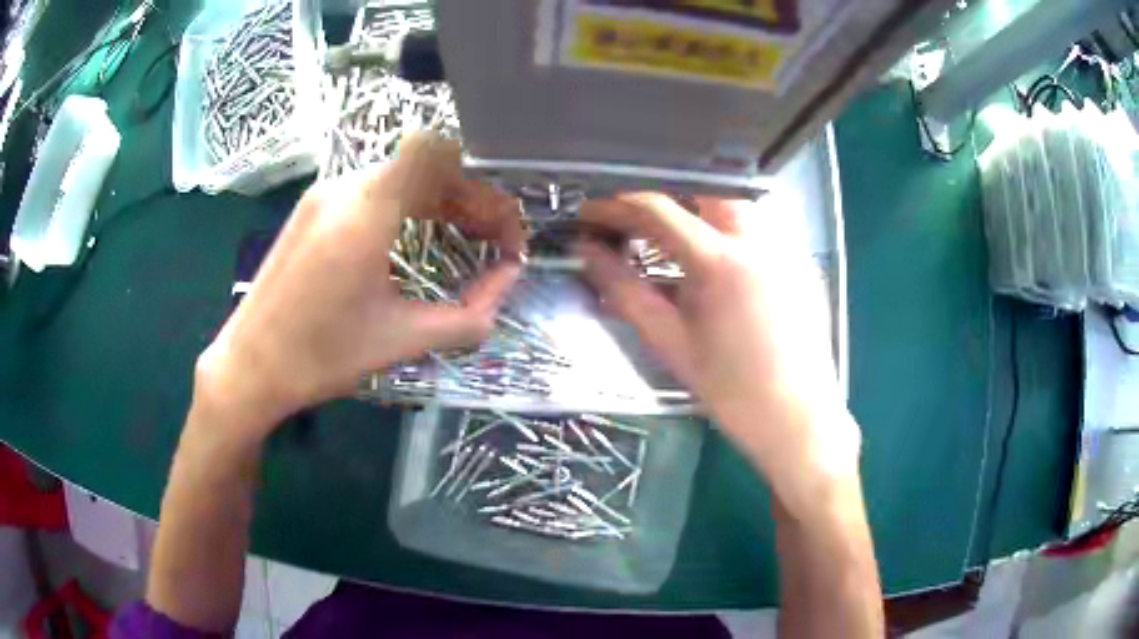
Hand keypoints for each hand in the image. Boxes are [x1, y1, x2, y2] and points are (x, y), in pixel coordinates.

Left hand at [196, 133, 522, 436]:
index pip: (434, 150)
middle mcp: (343, 188)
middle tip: (495, 244)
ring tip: (463, 240)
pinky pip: (372, 190)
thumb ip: (468, 317)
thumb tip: (506, 286)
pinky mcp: (311, 208)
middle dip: (470, 199)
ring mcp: (322, 195)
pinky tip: (414, 240)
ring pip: (399, 176)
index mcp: (364, 213)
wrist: (249, 365)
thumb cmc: (320, 357)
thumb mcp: (402, 340)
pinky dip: (407, 206)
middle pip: (424, 165)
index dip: (478, 179)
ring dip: (440, 202)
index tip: (496, 226)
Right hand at [578, 193, 859, 509]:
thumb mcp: (672, 343)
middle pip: (701, 189)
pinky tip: (720, 262)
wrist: (797, 419)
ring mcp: (787, 247)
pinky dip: (730, 229)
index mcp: (721, 261)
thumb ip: (626, 292)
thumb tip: (589, 254)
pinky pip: (761, 226)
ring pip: (735, 203)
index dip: (617, 206)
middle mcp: (759, 239)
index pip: (659, 209)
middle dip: (663, 199)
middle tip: (635, 225)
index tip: (592, 214)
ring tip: (674, 241)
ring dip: (697, 210)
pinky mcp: (803, 261)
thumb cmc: (732, 390)